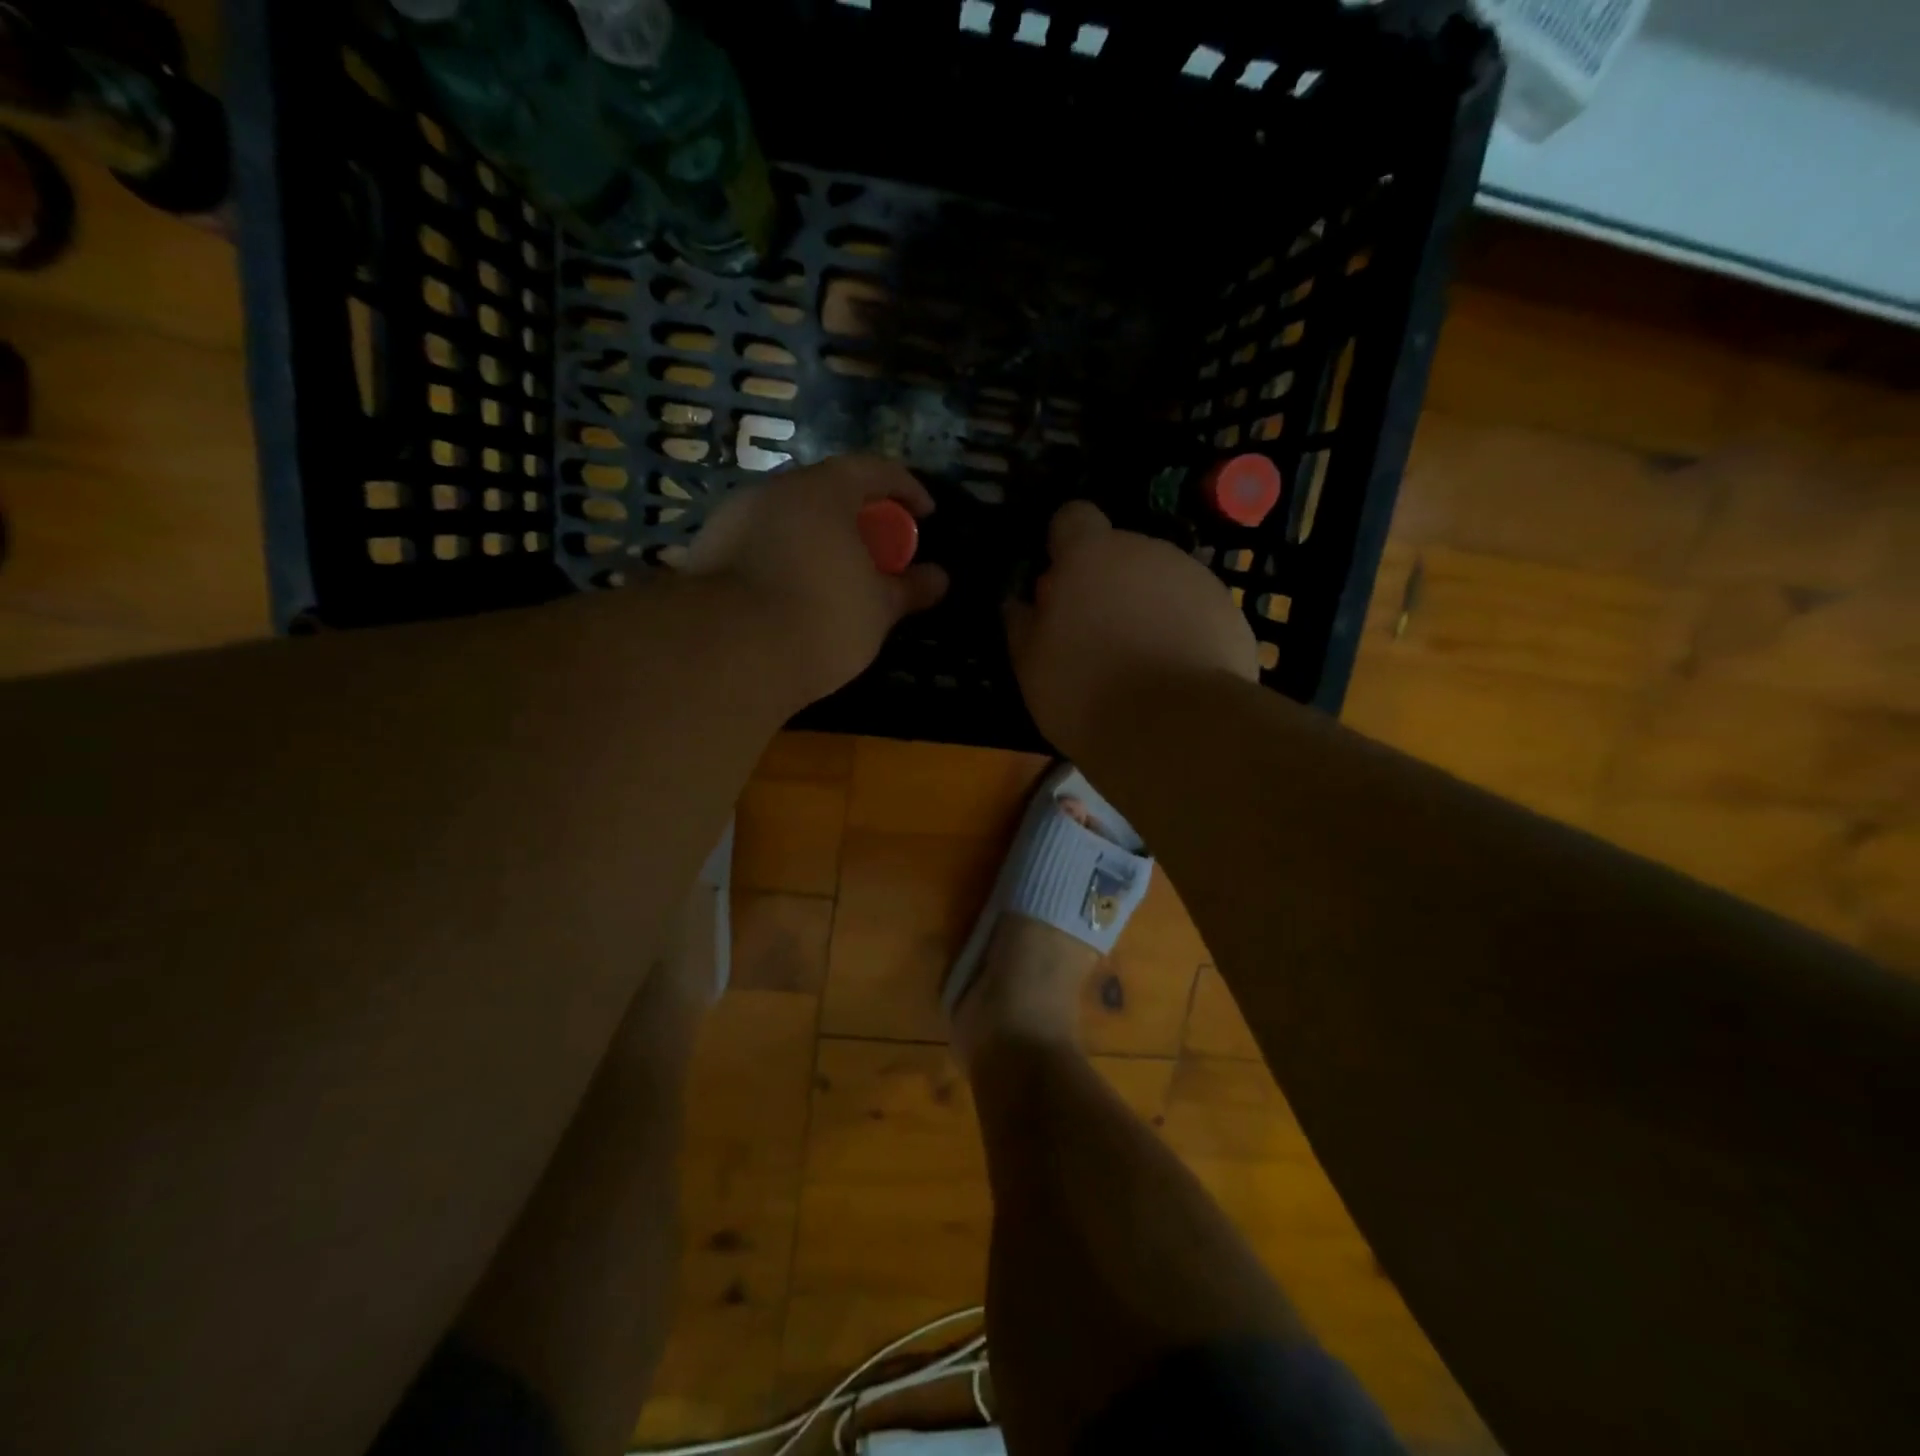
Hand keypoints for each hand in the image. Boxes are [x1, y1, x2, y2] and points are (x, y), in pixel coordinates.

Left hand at [682, 455, 948, 707]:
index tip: (925, 514)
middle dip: (856, 516)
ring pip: (787, 518)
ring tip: (834, 576)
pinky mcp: (705, 553)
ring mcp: (732, 519)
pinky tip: (790, 595)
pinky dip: (783, 559)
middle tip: (877, 549)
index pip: (874, 469)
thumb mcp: (878, 608)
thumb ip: (908, 588)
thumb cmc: (821, 618)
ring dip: (816, 538)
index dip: (906, 488)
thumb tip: (939, 578)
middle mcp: (774, 491)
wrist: (727, 653)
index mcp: (824, 490)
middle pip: (825, 491)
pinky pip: (759, 545)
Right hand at [1006, 502, 1257, 752]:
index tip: (1059, 584)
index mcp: (1091, 555)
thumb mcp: (1032, 665)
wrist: (1177, 729)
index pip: (1073, 517)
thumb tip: (1021, 604)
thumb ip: (1023, 624)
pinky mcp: (1230, 613)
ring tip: (1140, 662)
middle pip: (1120, 554)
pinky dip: (1182, 633)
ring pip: (1160, 582)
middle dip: (1106, 584)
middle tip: (1095, 637)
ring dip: (1146, 607)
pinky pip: (1194, 612)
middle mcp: (1146, 552)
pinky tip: (1175, 676)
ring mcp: (1195, 578)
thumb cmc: (1086, 691)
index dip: (1064, 545)